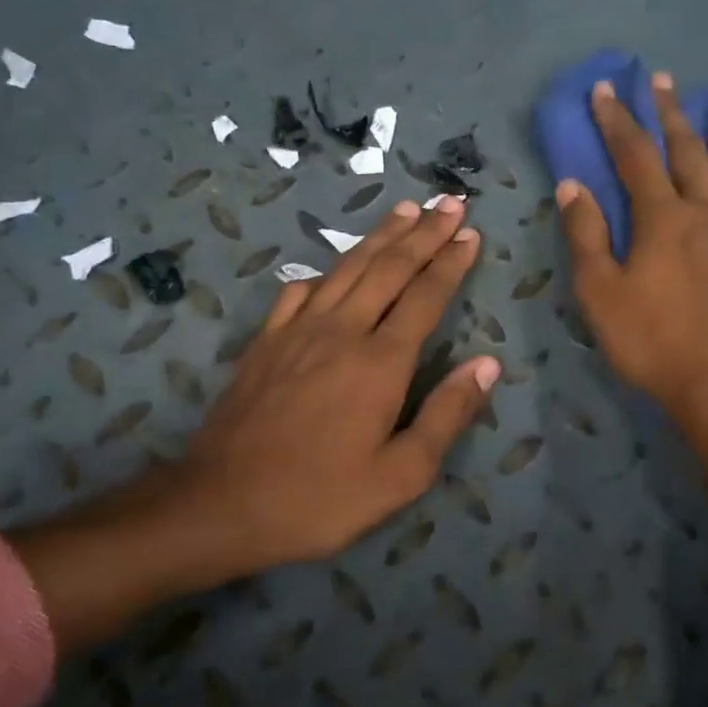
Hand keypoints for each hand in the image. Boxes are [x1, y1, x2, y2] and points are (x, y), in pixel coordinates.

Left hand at [178, 196, 498, 565]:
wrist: (222, 503)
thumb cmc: (320, 497)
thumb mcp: (400, 475)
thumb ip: (446, 415)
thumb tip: (486, 365)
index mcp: (380, 362)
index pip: (425, 297)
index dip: (450, 263)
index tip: (470, 233)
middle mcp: (342, 331)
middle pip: (389, 269)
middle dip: (423, 233)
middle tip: (449, 203)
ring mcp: (297, 332)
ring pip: (347, 269)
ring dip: (379, 237)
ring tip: (404, 210)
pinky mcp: (266, 342)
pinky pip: (300, 292)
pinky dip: (324, 271)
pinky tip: (330, 268)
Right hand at [556, 71, 707, 422]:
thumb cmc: (656, 345)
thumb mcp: (601, 296)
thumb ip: (586, 237)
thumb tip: (572, 184)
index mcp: (662, 220)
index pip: (634, 157)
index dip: (618, 120)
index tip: (607, 88)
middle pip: (688, 152)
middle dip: (671, 114)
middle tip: (664, 80)